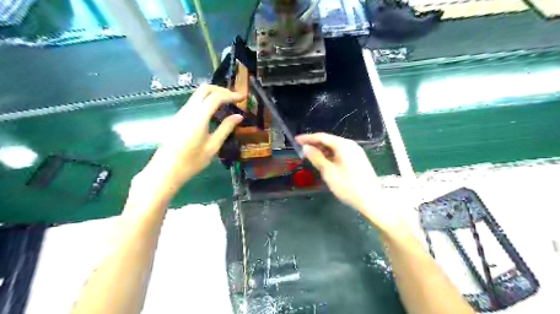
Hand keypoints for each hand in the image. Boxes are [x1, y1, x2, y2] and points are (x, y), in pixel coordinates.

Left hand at [138, 84, 245, 194]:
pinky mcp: (178, 118)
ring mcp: (181, 113)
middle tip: (234, 98)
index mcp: (198, 117)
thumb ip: (226, 128)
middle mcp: (188, 110)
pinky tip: (214, 113)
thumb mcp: (213, 146)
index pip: (216, 97)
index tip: (243, 97)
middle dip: (221, 90)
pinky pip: (194, 103)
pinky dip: (206, 102)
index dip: (231, 95)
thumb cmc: (192, 161)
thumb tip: (238, 116)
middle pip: (204, 89)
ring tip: (227, 104)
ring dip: (213, 95)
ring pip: (198, 95)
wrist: (166, 170)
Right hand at [297, 131, 380, 213]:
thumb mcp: (328, 171)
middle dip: (315, 144)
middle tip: (302, 149)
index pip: (322, 137)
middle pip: (329, 141)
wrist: (371, 200)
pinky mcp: (358, 160)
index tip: (296, 140)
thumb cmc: (347, 185)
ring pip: (335, 148)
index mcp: (343, 145)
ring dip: (322, 151)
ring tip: (311, 157)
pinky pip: (341, 154)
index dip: (308, 138)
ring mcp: (356, 152)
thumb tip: (306, 147)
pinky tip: (324, 162)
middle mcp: (351, 145)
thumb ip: (316, 157)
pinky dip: (330, 156)